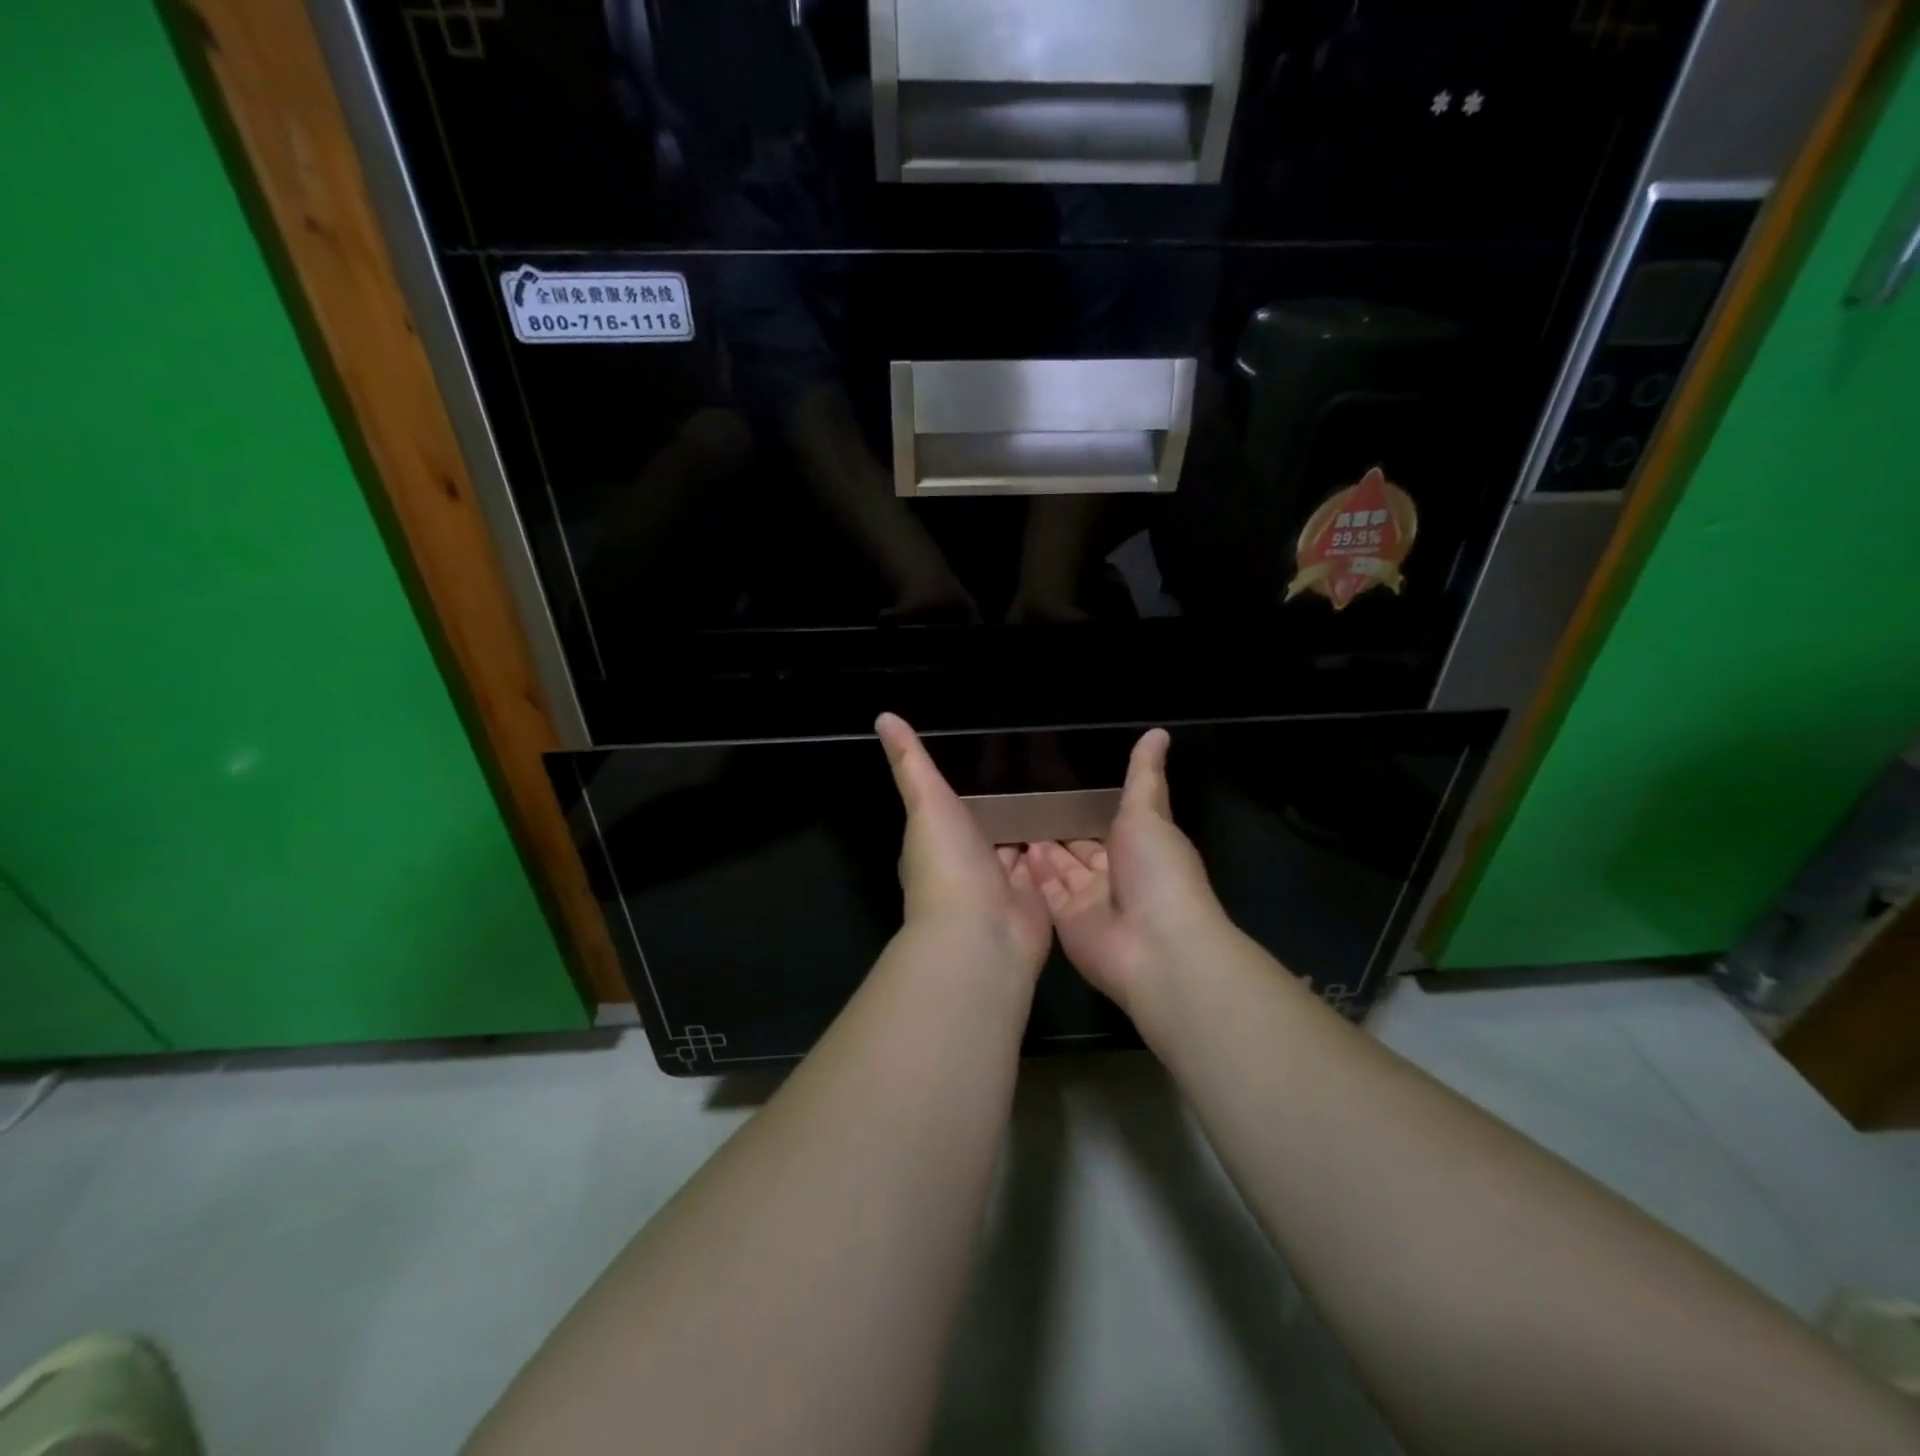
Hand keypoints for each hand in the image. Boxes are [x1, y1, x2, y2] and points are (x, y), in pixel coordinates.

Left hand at [877, 714, 1052, 981]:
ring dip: (1036, 826)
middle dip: (1009, 805)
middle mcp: (969, 864)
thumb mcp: (925, 802)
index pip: (951, 809)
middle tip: (1040, 766)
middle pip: (991, 827)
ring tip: (1066, 787)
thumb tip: (884, 717)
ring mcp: (1004, 884)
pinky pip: (1050, 866)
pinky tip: (1080, 823)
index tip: (992, 757)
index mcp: (937, 842)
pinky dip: (1060, 849)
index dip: (967, 788)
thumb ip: (911, 762)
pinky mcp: (1036, 898)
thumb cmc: (947, 864)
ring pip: (1021, 846)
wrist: (983, 933)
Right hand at [1030, 729, 1228, 1017]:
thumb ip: (1144, 775)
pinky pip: (1046, 893)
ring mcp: (1089, 901)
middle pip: (1080, 848)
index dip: (1082, 808)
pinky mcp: (1067, 923)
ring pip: (1061, 870)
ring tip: (1007, 820)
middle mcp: (1114, 874)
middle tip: (1020, 802)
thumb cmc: (1157, 872)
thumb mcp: (1149, 813)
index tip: (1052, 785)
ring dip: (1040, 849)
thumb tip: (1158, 731)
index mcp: (1139, 846)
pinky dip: (1032, 874)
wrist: (1156, 946)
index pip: (1106, 823)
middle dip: (1056, 829)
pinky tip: (1011, 850)